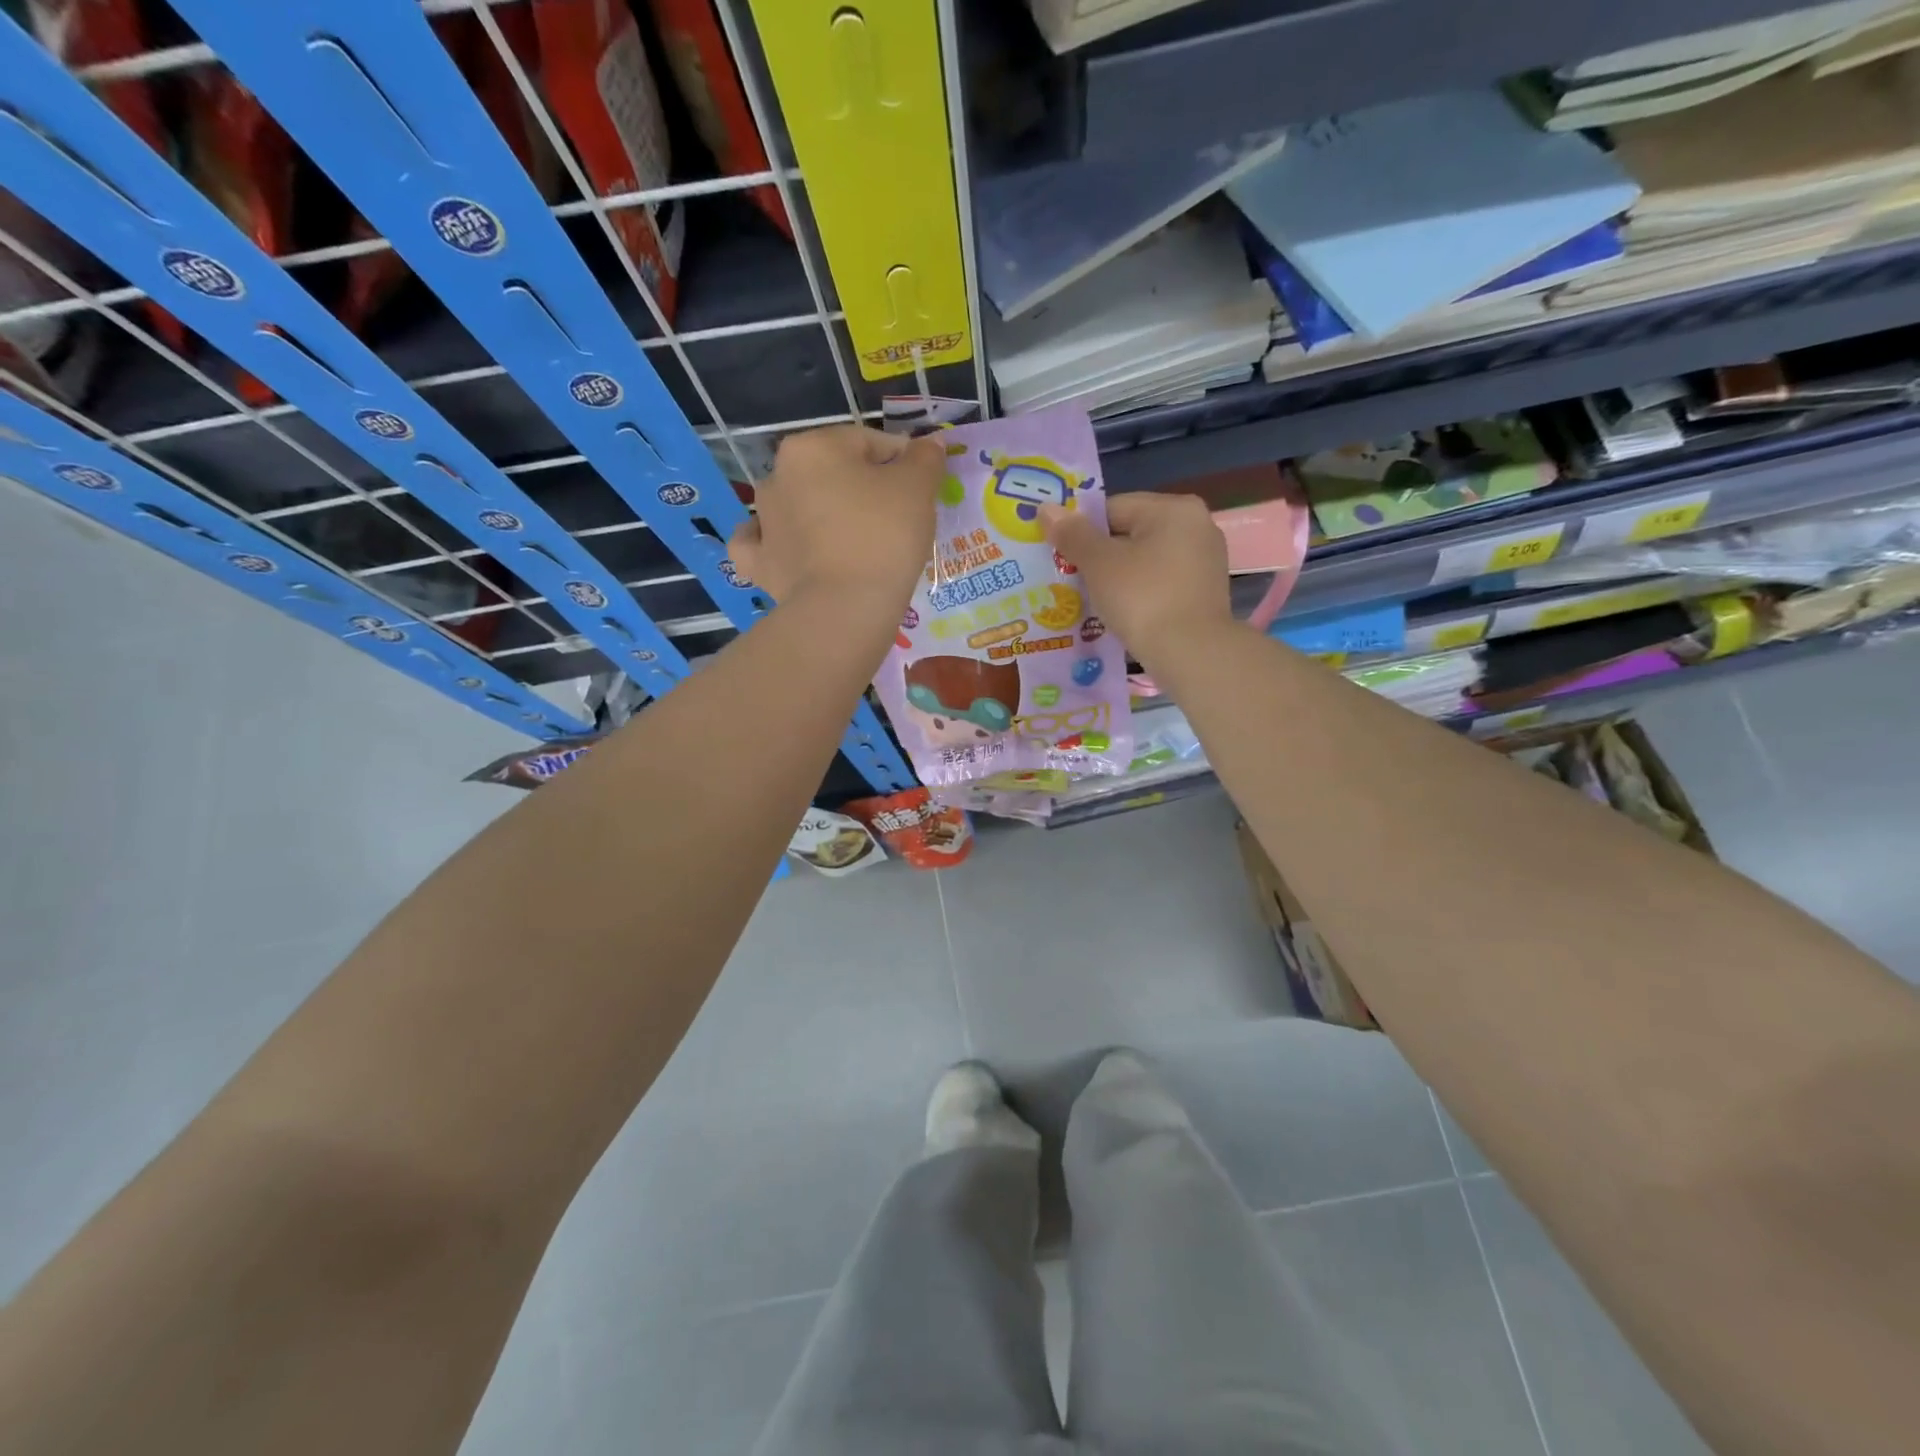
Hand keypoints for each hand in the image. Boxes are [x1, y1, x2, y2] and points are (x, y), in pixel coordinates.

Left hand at [728, 426, 943, 610]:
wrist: (846, 608)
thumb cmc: (884, 537)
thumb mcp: (918, 489)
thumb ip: (925, 458)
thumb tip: (930, 443)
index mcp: (812, 447)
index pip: (870, 444)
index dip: (903, 465)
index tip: (922, 492)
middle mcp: (778, 476)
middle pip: (833, 475)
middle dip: (862, 491)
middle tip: (896, 523)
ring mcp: (763, 522)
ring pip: (799, 506)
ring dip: (823, 515)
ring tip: (856, 544)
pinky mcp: (759, 564)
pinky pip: (764, 545)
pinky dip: (778, 544)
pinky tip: (792, 549)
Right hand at [1041, 493, 1235, 664]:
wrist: (1192, 654)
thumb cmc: (1143, 599)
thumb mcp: (1100, 564)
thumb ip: (1073, 534)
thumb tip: (1046, 508)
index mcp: (1174, 509)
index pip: (1113, 508)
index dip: (1082, 531)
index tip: (1062, 557)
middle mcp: (1197, 526)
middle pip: (1131, 533)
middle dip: (1100, 556)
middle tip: (1072, 580)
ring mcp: (1205, 561)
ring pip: (1146, 561)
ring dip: (1119, 577)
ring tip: (1093, 601)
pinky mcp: (1205, 592)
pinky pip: (1161, 583)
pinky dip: (1140, 594)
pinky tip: (1123, 614)